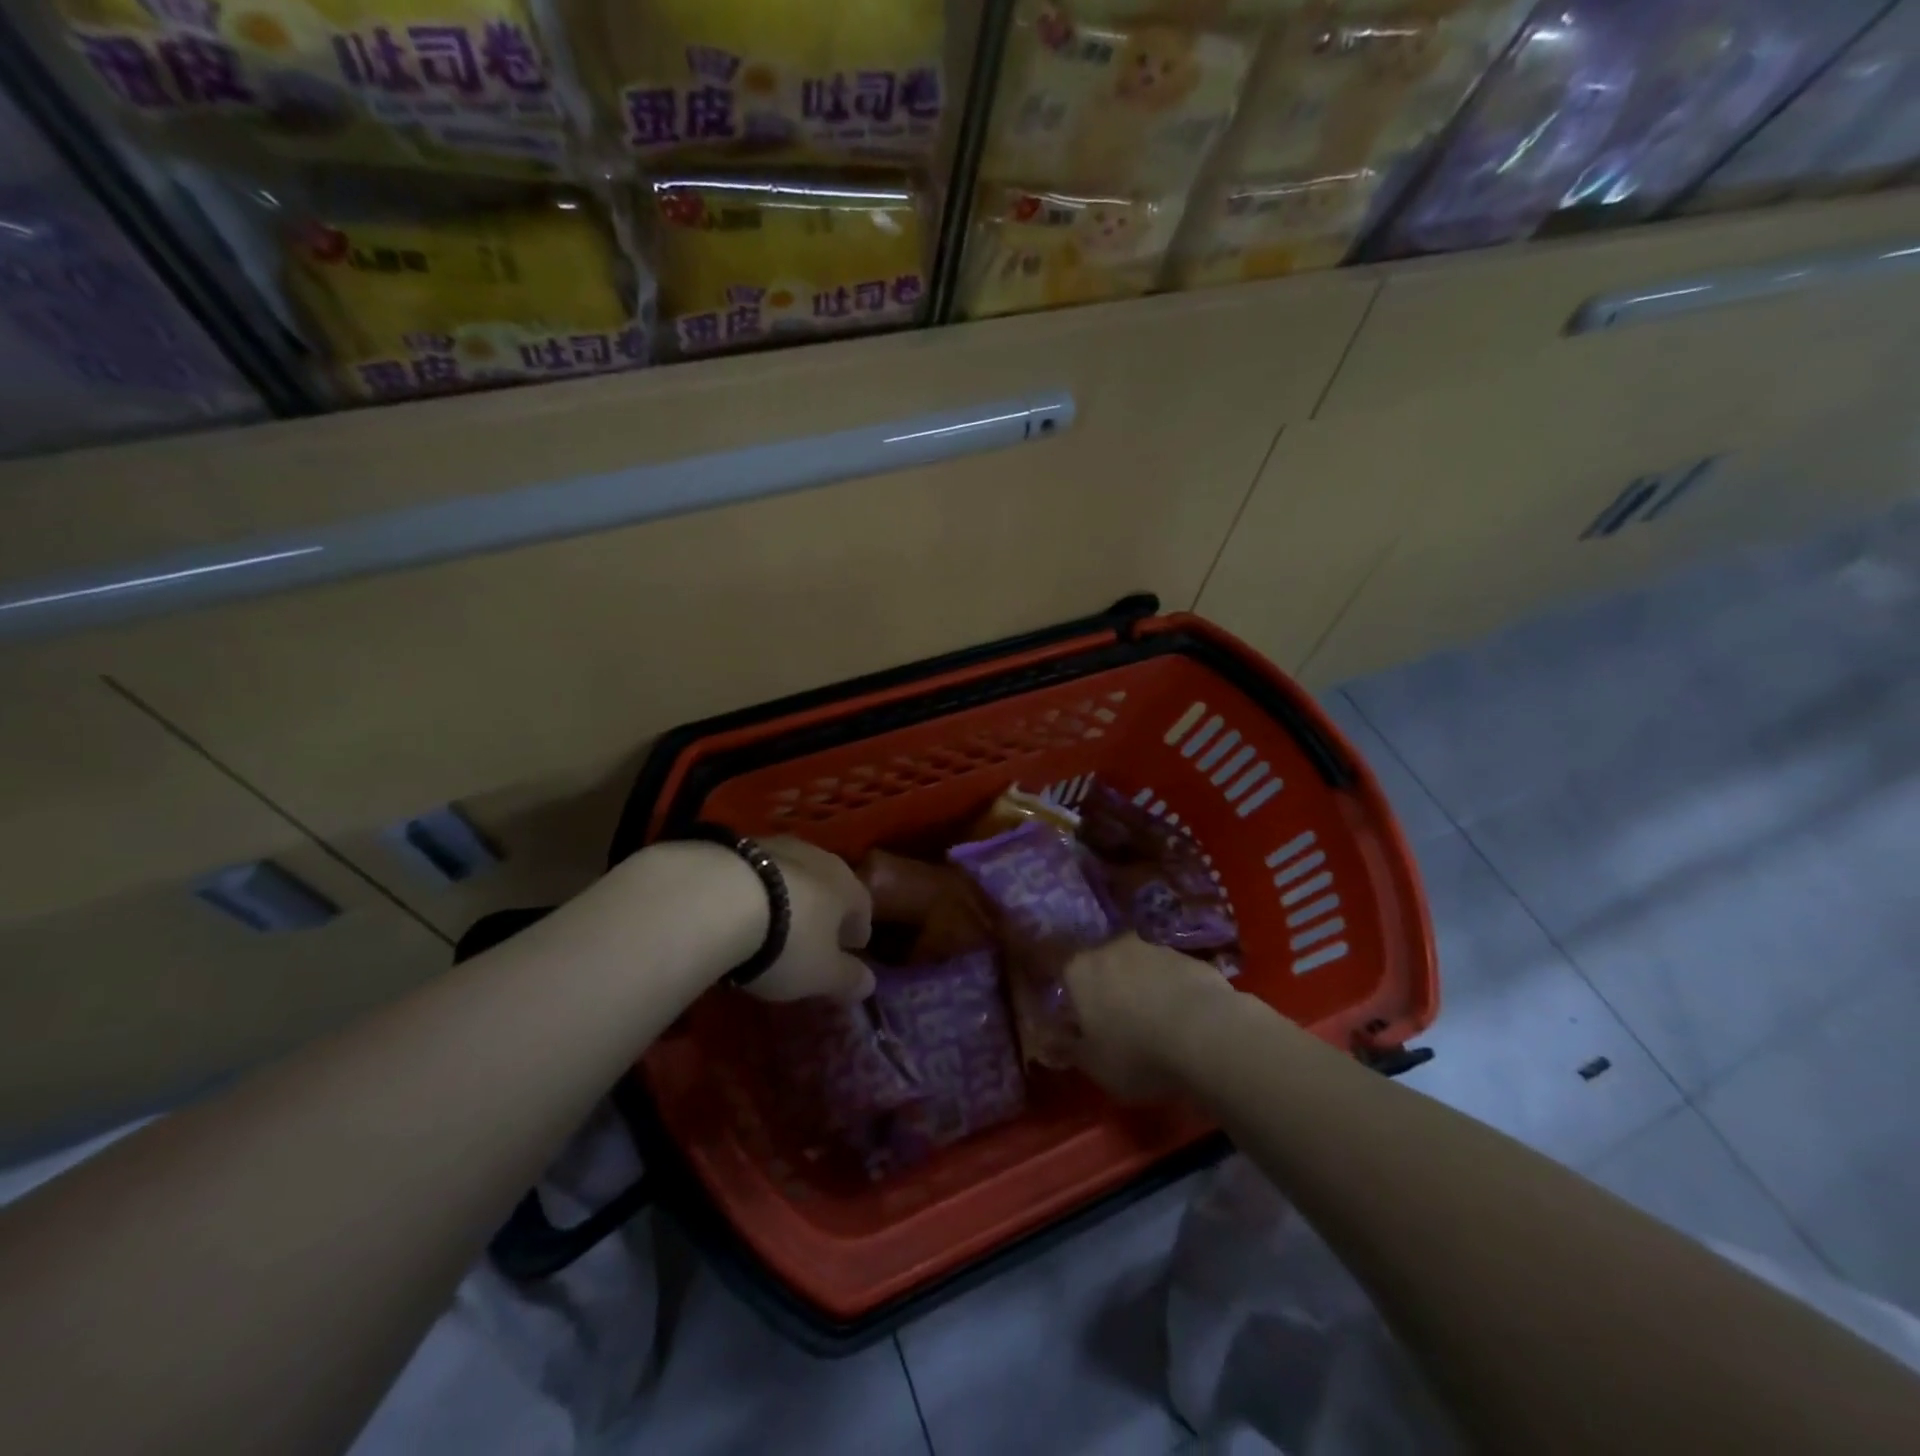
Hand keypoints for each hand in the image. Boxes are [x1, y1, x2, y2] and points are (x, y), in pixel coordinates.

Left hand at [747, 837, 875, 1003]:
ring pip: (792, 875)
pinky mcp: (738, 846)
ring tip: (772, 925)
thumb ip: (848, 979)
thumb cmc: (787, 941)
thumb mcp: (822, 974)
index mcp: (848, 886)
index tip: (852, 949)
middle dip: (824, 910)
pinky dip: (755, 891)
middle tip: (814, 938)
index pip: (863, 907)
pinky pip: (756, 873)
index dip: (858, 930)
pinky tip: (739, 912)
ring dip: (788, 897)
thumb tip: (869, 983)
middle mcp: (819, 858)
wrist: (719, 898)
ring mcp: (777, 847)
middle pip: (828, 886)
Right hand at [1065, 935, 1238, 1099]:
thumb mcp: (1094, 1066)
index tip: (1078, 1020)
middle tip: (1116, 1024)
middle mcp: (1112, 948)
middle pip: (1103, 966)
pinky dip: (1173, 993)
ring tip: (1155, 1026)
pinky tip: (1185, 1023)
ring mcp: (1154, 949)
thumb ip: (1070, 1048)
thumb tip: (1052, 1040)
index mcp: (1080, 970)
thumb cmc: (1136, 1053)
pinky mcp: (1190, 958)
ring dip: (1142, 989)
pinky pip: (1171, 976)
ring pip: (1138, 968)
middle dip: (1107, 990)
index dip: (1069, 996)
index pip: (1062, 972)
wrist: (1208, 1035)